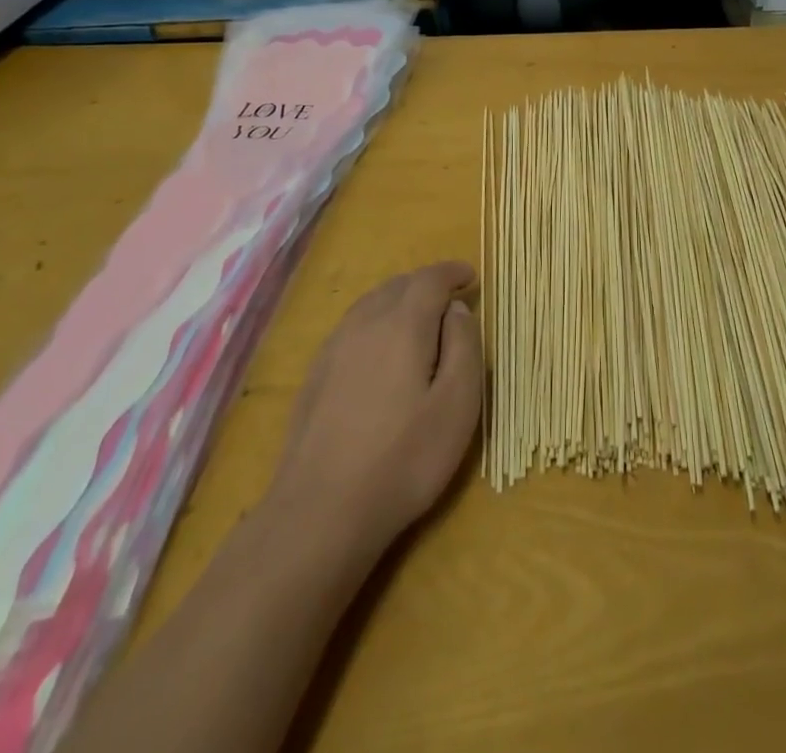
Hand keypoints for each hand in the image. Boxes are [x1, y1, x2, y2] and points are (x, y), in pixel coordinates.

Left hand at [266, 260, 482, 562]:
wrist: (320, 512)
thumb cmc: (404, 459)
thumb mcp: (458, 405)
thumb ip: (464, 346)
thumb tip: (455, 309)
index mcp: (403, 324)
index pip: (430, 279)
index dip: (453, 272)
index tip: (471, 277)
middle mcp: (365, 324)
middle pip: (398, 285)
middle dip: (426, 285)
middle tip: (450, 301)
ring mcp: (334, 348)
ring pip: (371, 304)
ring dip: (399, 301)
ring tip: (418, 321)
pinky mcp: (315, 375)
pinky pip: (352, 328)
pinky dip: (375, 323)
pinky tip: (380, 353)